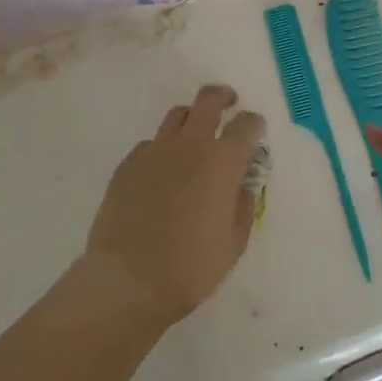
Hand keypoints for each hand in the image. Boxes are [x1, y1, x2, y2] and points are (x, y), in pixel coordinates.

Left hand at [84, 84, 267, 329]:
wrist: (126, 282)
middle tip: (228, 104)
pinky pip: (150, 143)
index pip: (246, 124)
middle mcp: (190, 145)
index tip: (256, 131)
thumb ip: (243, 204)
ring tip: (194, 137)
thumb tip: (243, 181)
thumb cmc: (190, 268)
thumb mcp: (233, 243)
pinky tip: (162, 172)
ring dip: (192, 119)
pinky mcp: (128, 164)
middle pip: (209, 100)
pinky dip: (163, 149)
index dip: (254, 124)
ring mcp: (155, 151)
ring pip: (177, 115)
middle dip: (223, 98)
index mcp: (222, 161)